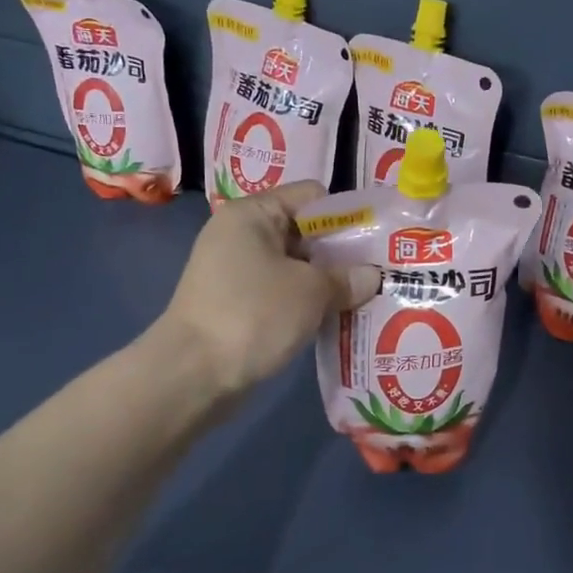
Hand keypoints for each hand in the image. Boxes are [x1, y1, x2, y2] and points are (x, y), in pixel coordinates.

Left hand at [156, 183, 380, 397]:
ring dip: (327, 283)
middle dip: (342, 255)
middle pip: (305, 232)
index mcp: (253, 214)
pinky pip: (282, 294)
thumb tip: (372, 276)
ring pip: (296, 267)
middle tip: (380, 275)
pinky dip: (307, 304)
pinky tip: (335, 320)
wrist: (192, 375)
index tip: (379, 243)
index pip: (312, 197)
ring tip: (365, 300)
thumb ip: (347, 278)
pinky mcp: (236, 305)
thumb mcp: (311, 292)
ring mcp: (236, 272)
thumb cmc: (253, 315)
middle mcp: (241, 235)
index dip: (348, 217)